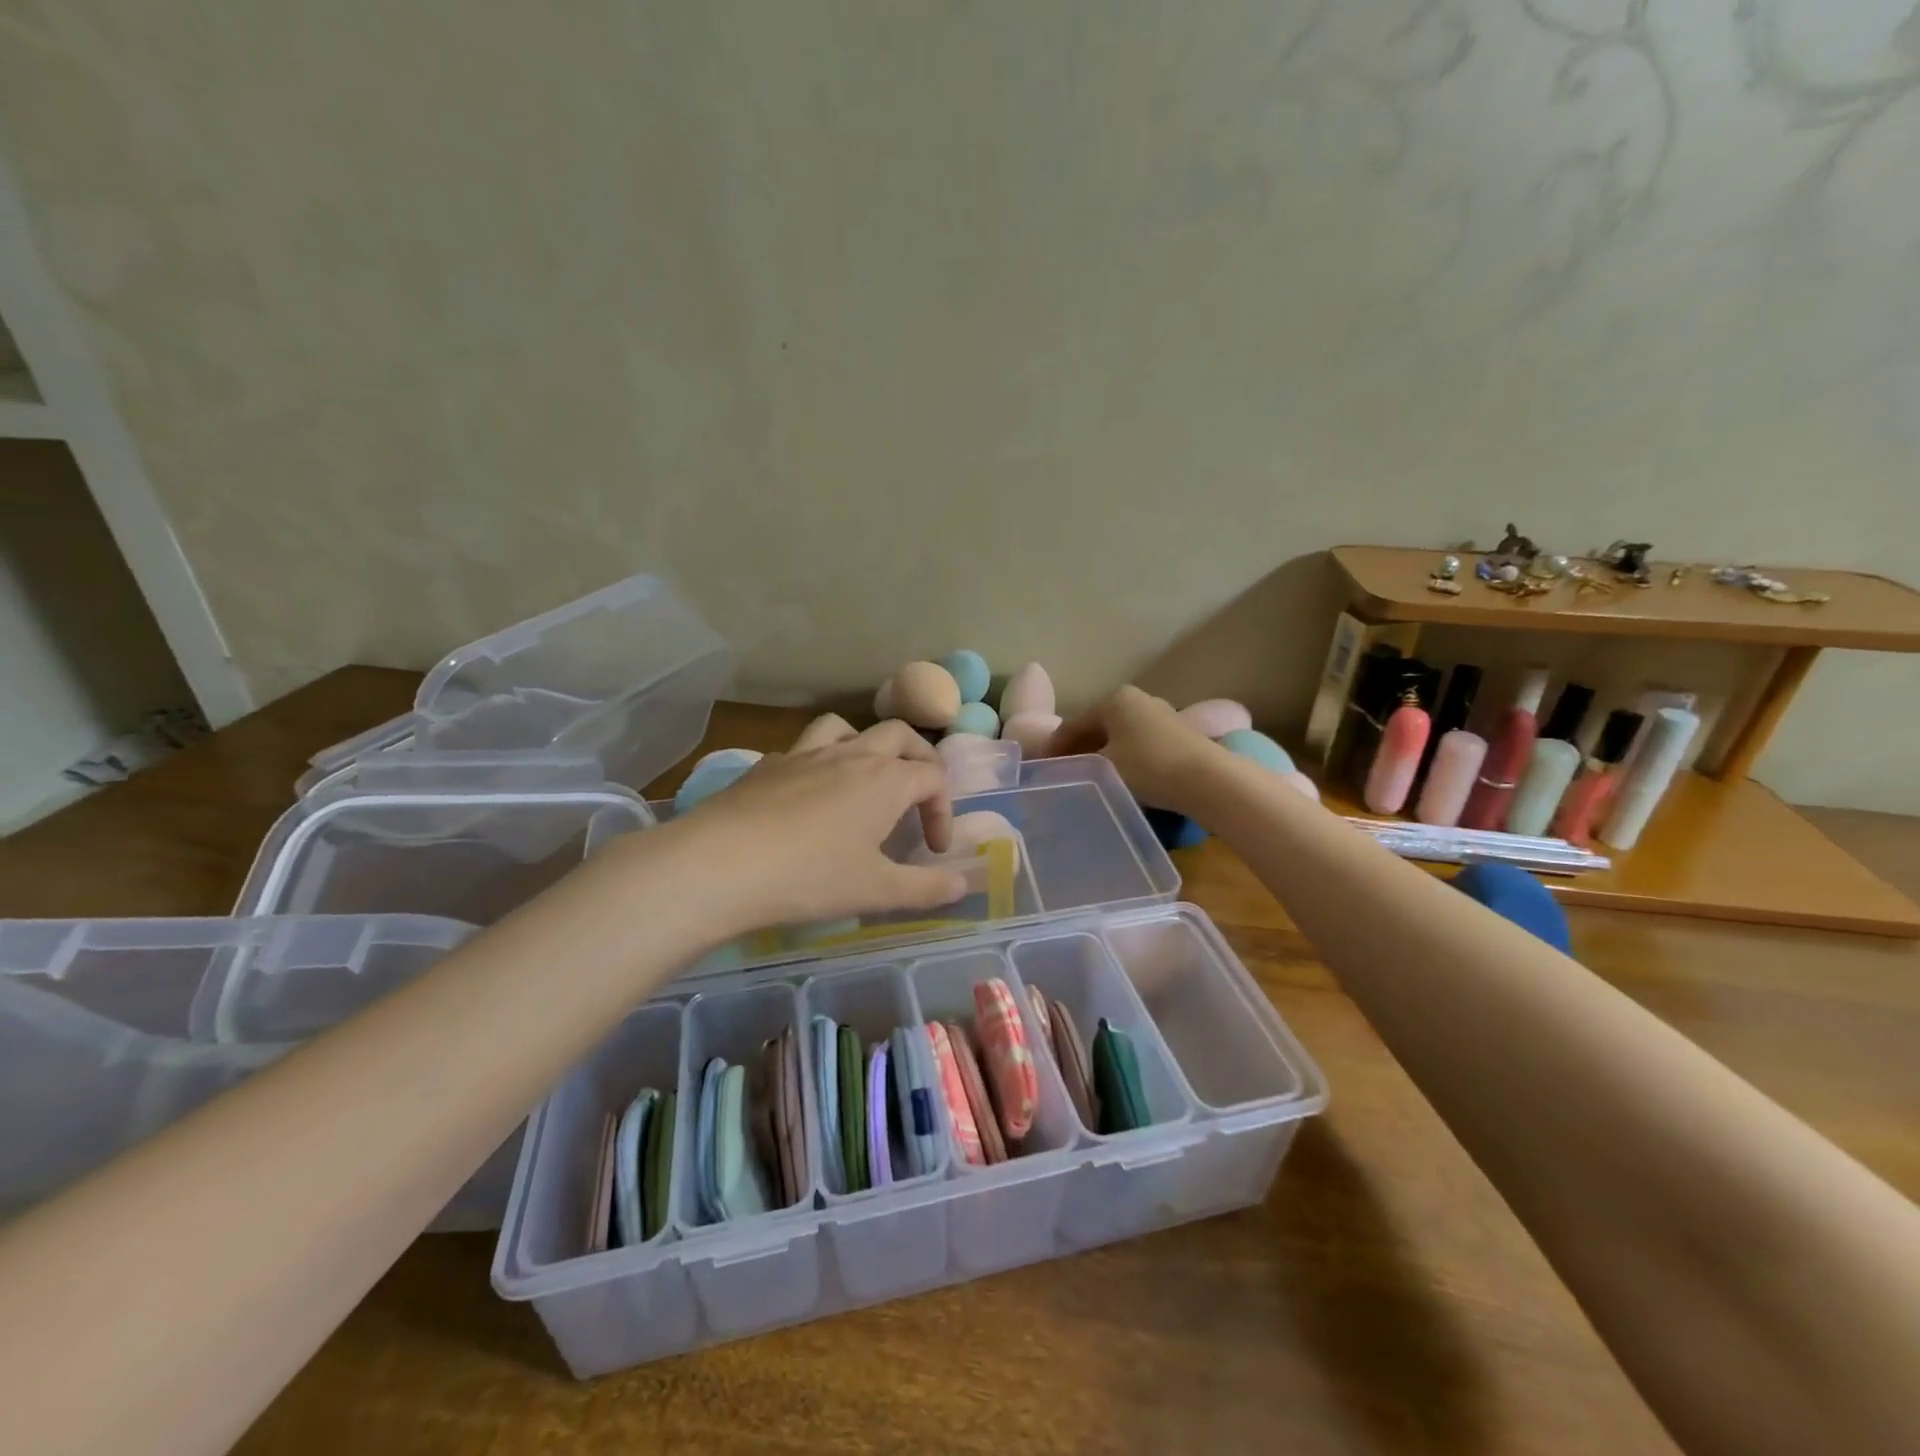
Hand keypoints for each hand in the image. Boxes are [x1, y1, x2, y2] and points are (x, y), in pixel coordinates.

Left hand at [669, 720, 966, 932]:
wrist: (720, 865)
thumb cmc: (810, 877)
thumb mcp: (877, 891)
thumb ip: (927, 888)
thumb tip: (964, 886)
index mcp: (886, 779)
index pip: (934, 778)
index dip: (943, 811)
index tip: (934, 850)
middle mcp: (851, 754)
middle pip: (899, 735)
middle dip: (919, 759)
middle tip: (918, 794)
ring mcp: (805, 754)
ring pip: (847, 728)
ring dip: (866, 744)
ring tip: (865, 777)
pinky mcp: (767, 765)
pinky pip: (803, 748)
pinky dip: (818, 762)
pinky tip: (807, 795)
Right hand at [1050, 686, 1223, 814]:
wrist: (1207, 780)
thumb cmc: (1147, 767)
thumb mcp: (1103, 768)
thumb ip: (1077, 765)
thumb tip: (1060, 770)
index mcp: (1114, 700)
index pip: (1074, 724)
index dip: (1055, 747)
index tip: (1042, 767)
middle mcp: (1138, 700)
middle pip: (1099, 727)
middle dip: (1081, 749)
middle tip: (1065, 773)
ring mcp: (1162, 715)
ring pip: (1121, 736)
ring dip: (1105, 755)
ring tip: (1092, 779)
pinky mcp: (1180, 735)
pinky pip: (1140, 745)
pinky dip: (1126, 759)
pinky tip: (1123, 779)